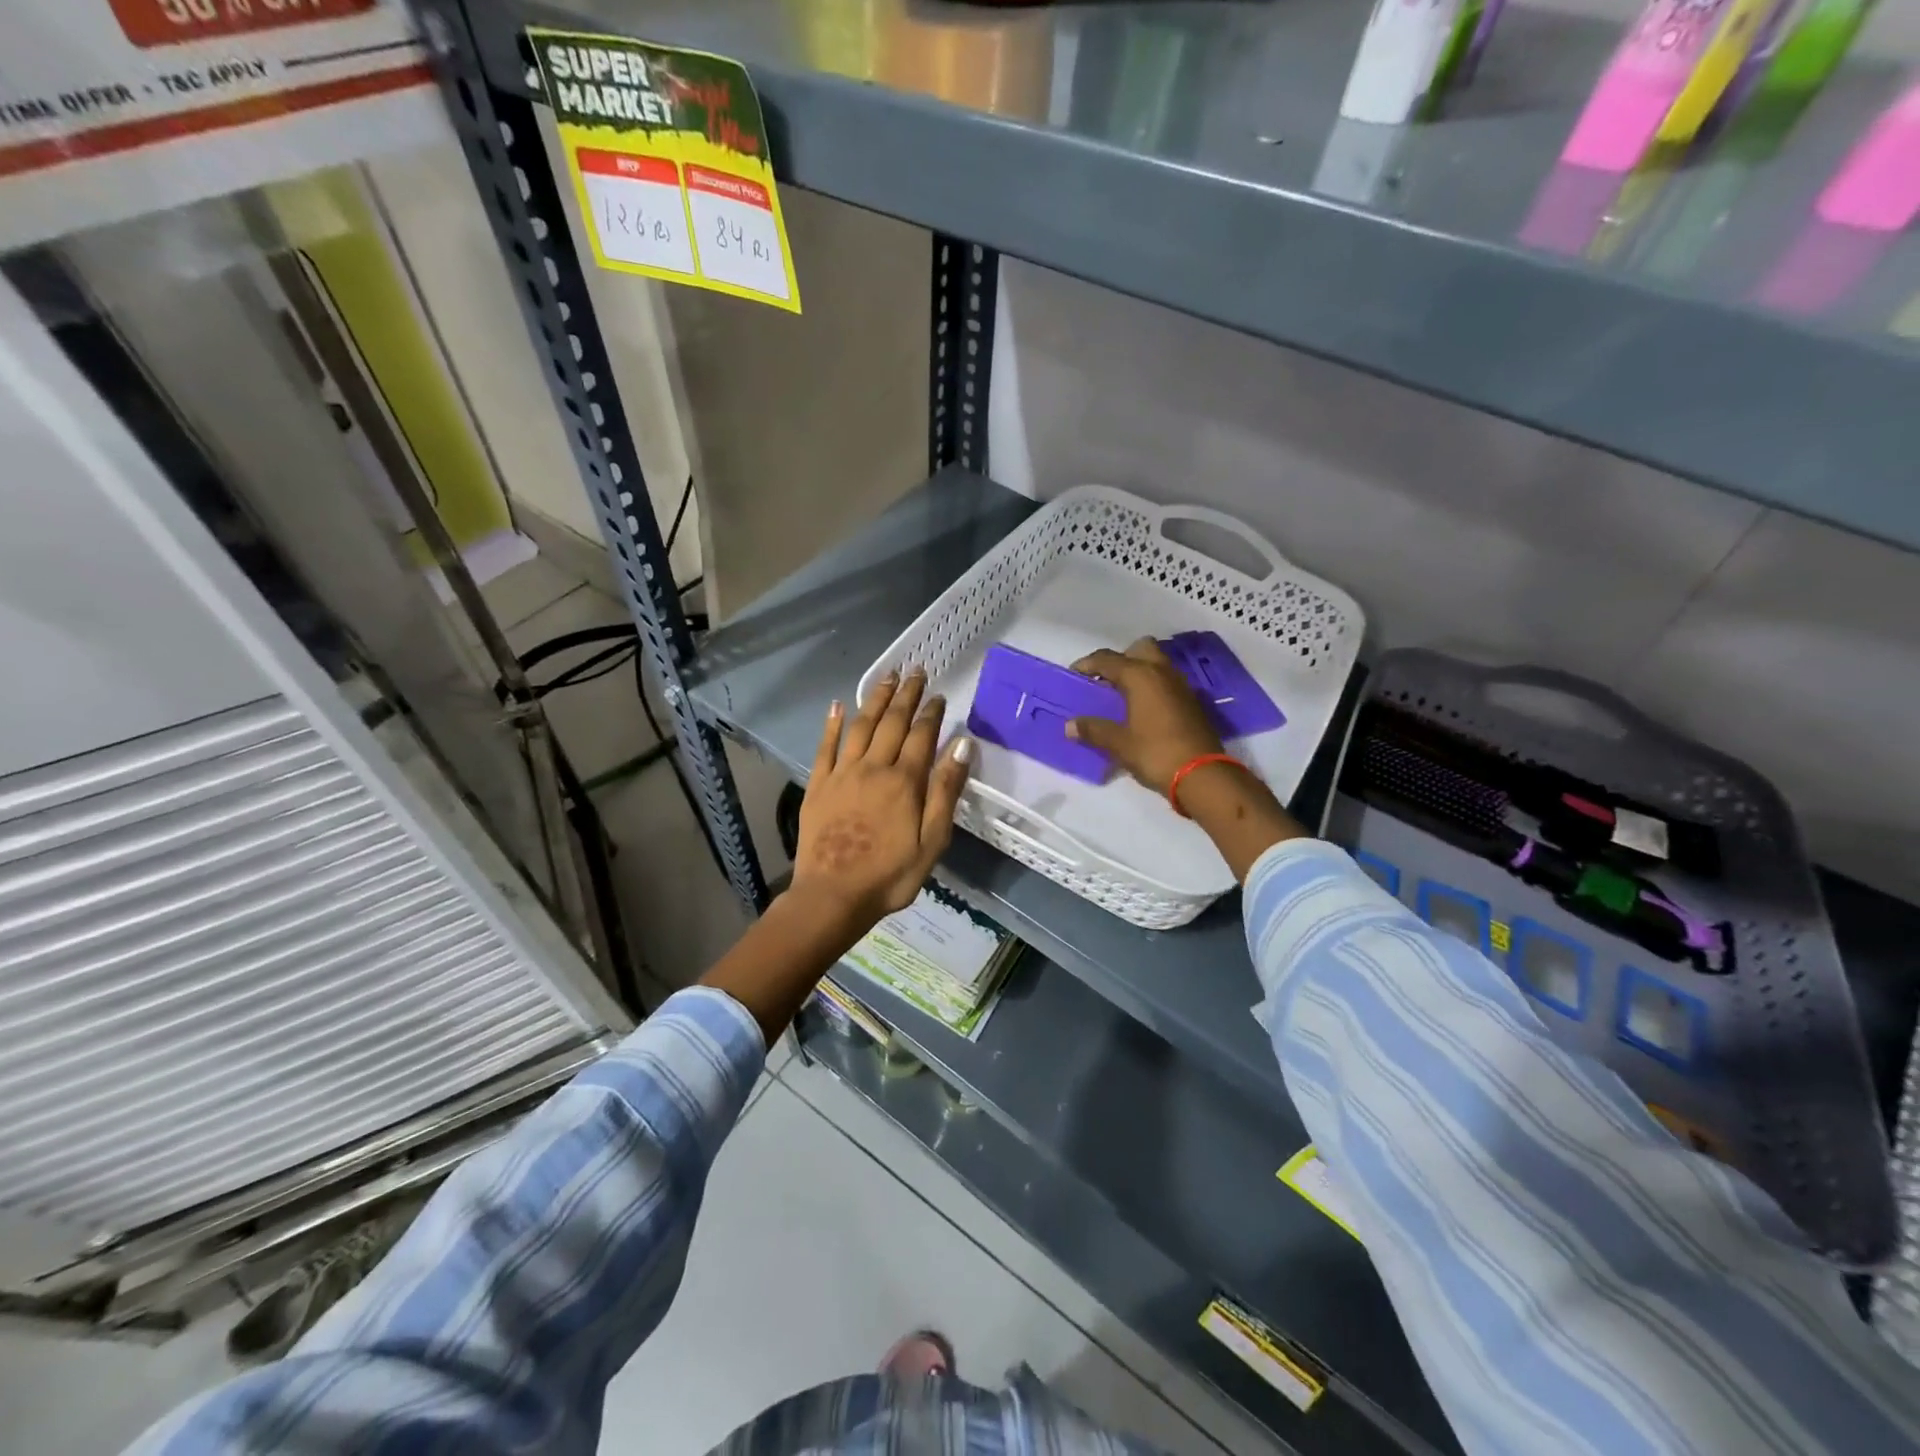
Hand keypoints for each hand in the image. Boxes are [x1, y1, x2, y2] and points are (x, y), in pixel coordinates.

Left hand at [791, 668, 972, 931]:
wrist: (832, 896)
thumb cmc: (890, 875)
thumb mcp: (932, 840)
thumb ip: (946, 790)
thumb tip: (962, 744)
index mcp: (905, 782)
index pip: (921, 736)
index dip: (931, 713)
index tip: (938, 694)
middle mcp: (873, 768)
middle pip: (892, 723)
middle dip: (906, 695)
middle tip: (915, 671)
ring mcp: (842, 774)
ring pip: (861, 726)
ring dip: (875, 699)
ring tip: (887, 678)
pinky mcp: (818, 785)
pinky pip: (825, 747)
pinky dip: (832, 724)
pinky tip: (838, 705)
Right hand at [1067, 637, 1223, 794]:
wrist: (1202, 774)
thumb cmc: (1155, 753)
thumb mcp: (1118, 744)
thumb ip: (1093, 730)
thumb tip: (1070, 726)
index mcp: (1140, 676)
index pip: (1107, 659)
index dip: (1086, 664)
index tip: (1073, 675)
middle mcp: (1162, 672)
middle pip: (1139, 649)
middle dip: (1121, 659)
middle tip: (1106, 681)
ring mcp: (1181, 685)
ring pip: (1157, 663)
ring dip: (1139, 672)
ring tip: (1122, 696)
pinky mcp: (1192, 701)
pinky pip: (1167, 681)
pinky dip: (1153, 687)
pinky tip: (1143, 710)